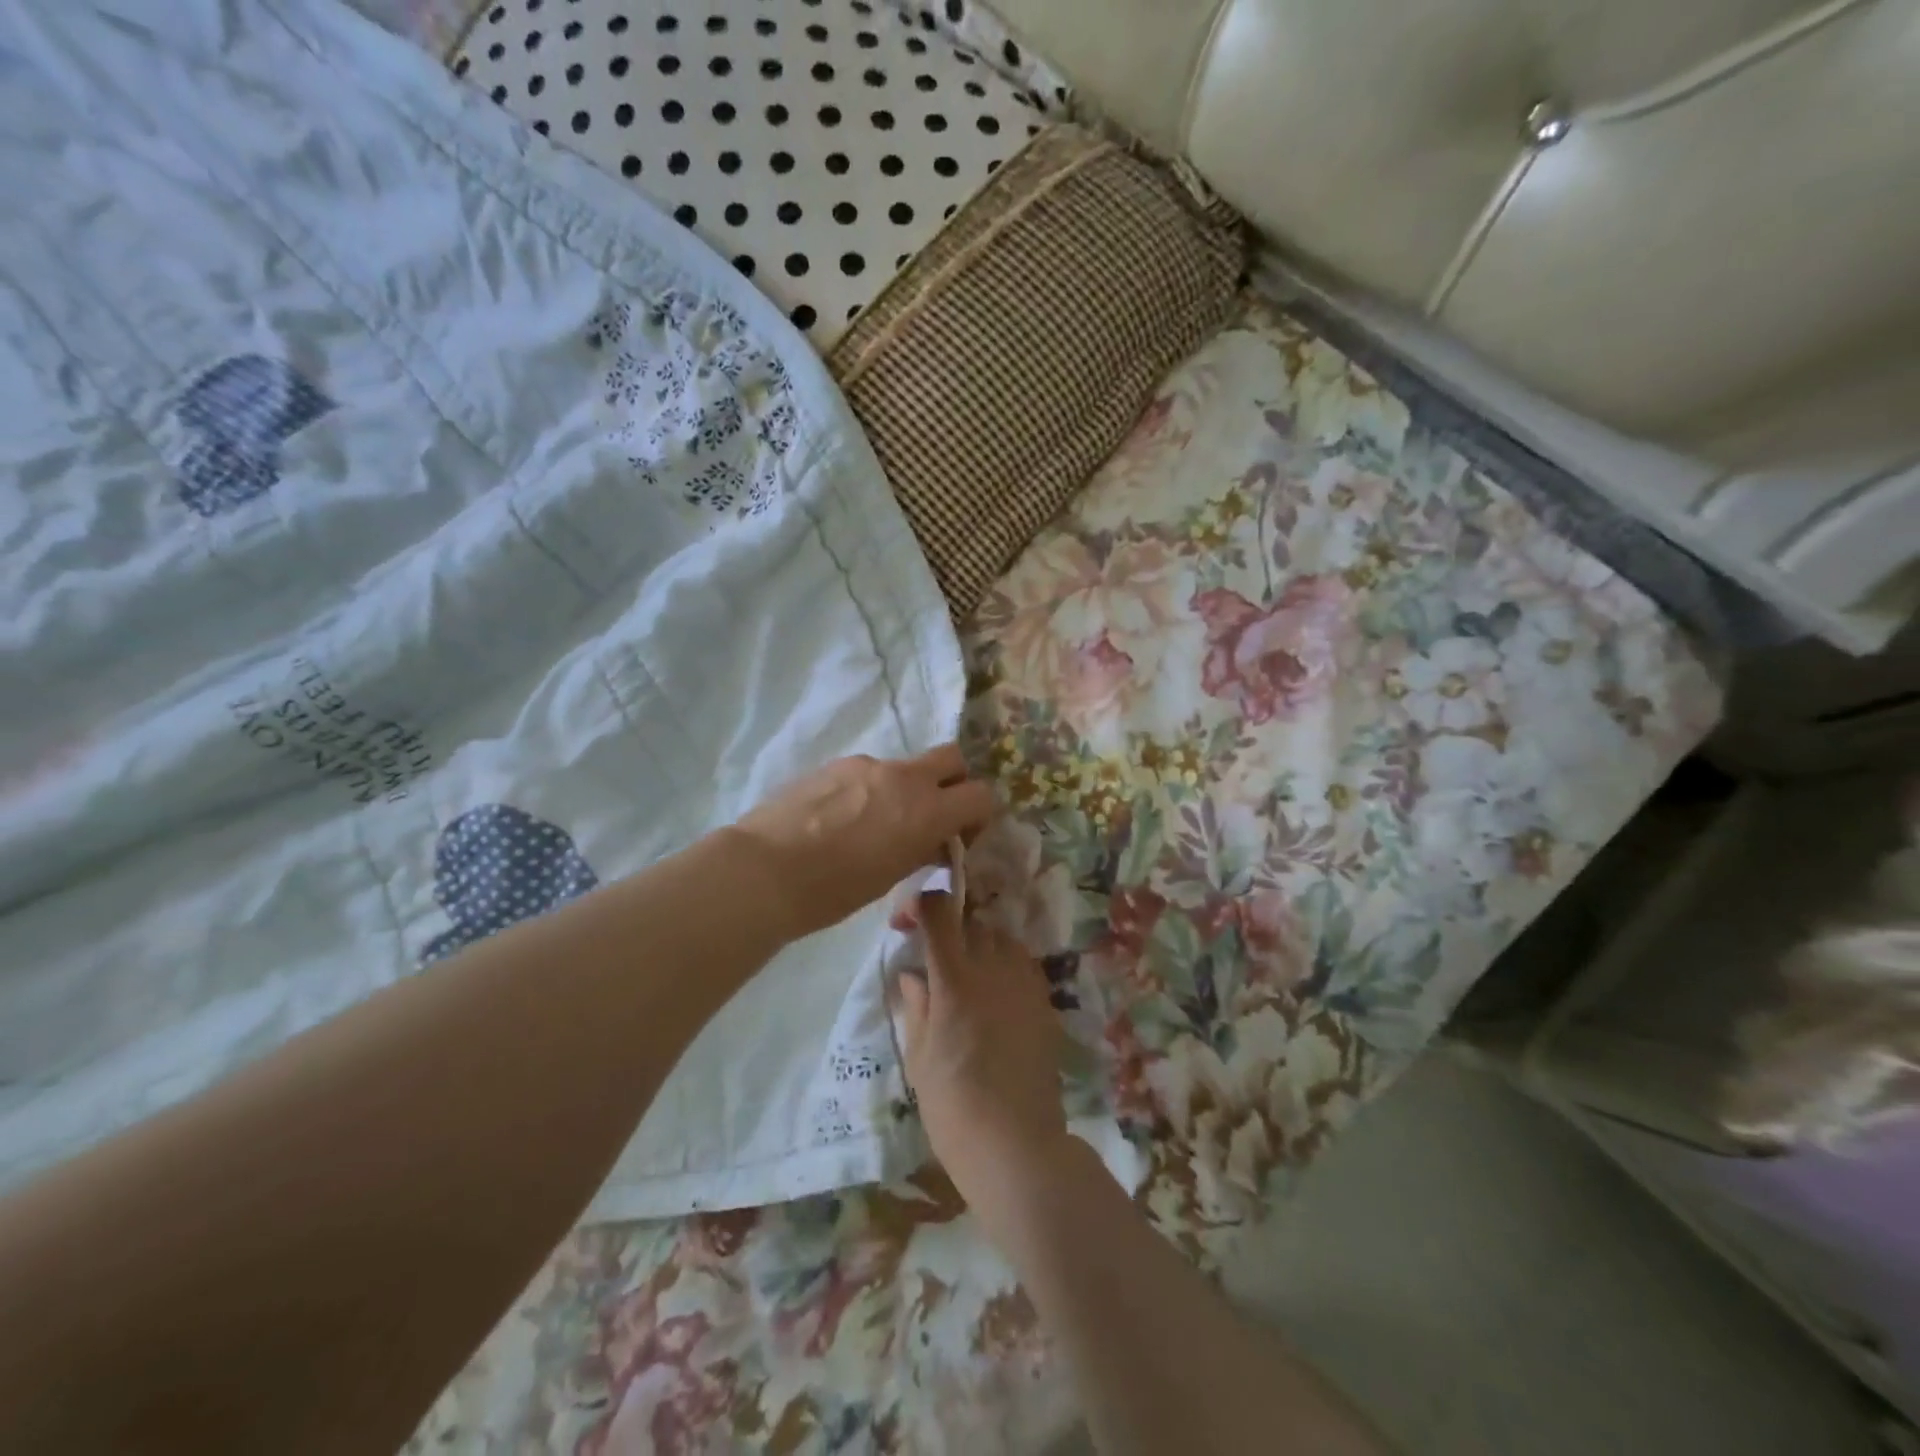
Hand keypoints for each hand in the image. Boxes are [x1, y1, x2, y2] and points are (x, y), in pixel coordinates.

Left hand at [734, 746, 995, 942]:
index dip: (978, 815)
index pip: (981, 794)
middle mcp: (904, 777)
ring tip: (873, 826)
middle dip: (953, 781)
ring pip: (904, 767)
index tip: (960, 836)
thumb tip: (935, 840)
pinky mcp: (835, 764)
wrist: (766, 870)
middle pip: (951, 757)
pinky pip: (868, 772)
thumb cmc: (835, 889)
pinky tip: (841, 820)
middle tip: (932, 814)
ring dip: (904, 789)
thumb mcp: (892, 876)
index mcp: (927, 809)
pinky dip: (870, 790)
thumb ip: (922, 848)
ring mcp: (867, 765)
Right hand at [894, 891, 1069, 1242]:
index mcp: (954, 979)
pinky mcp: (1044, 1001)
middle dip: (948, 929)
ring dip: (978, 944)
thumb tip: (913, 975)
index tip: (906, 923)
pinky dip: (1004, 964)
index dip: (919, 904)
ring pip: (1000, 937)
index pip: (939, 912)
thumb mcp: (919, 1057)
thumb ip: (916, 1005)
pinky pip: (1022, 962)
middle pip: (970, 920)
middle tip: (933, 957)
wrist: (1016, 1146)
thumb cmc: (954, 1107)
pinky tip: (994, 994)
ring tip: (965, 975)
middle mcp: (993, 968)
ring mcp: (1024, 982)